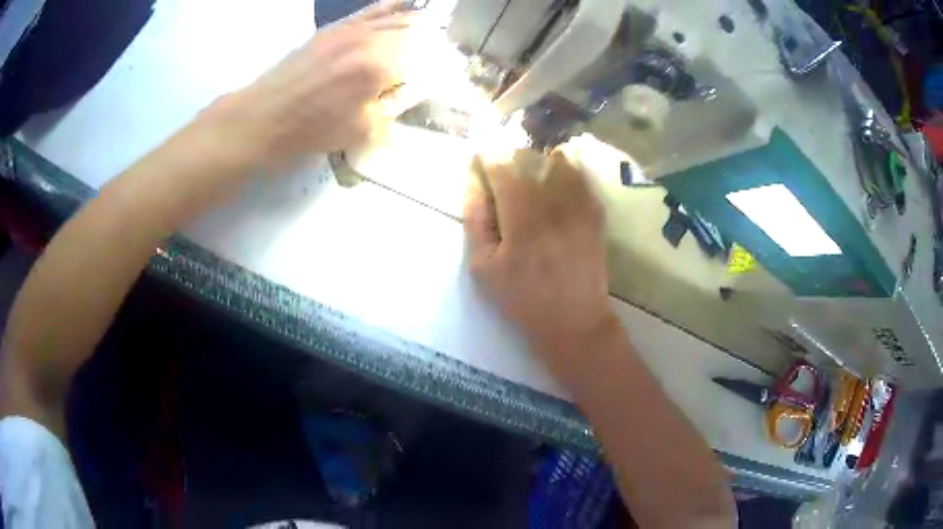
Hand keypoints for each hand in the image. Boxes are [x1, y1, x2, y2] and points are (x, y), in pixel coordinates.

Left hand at [205, 1, 423, 164]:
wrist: (262, 117)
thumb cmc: (310, 131)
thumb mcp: (361, 130)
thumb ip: (394, 107)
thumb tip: (412, 90)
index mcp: (381, 66)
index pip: (426, 61)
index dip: (439, 70)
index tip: (445, 77)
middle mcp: (371, 38)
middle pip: (417, 31)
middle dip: (434, 41)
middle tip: (441, 53)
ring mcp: (352, 28)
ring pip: (397, 16)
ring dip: (419, 20)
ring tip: (434, 24)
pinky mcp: (335, 27)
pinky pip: (371, 10)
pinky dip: (391, 6)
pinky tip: (402, 4)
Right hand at [464, 150, 617, 367]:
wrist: (574, 319)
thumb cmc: (522, 297)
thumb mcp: (483, 266)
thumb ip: (475, 217)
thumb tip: (473, 180)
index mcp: (522, 214)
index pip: (500, 163)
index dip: (485, 159)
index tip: (478, 167)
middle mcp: (554, 199)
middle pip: (528, 156)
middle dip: (507, 160)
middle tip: (499, 181)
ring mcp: (580, 201)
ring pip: (555, 159)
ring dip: (535, 164)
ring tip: (526, 184)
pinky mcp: (595, 209)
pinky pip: (578, 174)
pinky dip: (561, 171)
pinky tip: (552, 189)